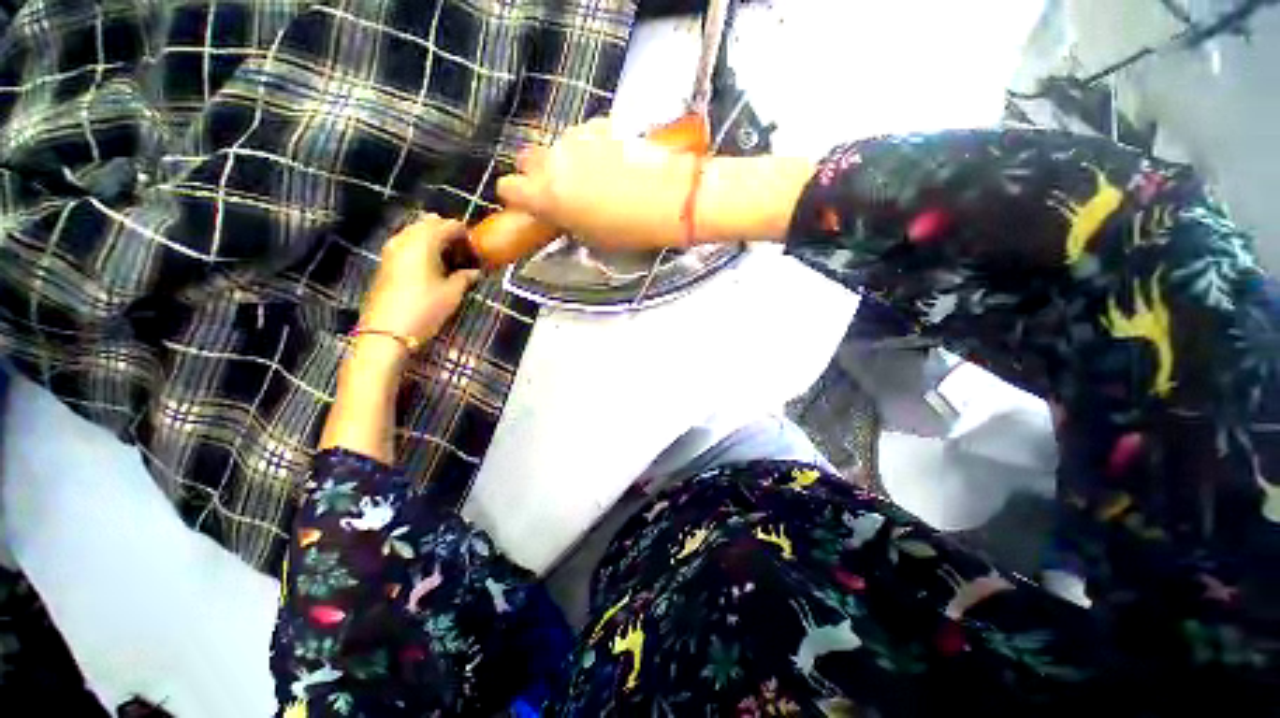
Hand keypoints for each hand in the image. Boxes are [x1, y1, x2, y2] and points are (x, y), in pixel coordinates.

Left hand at [360, 215, 480, 350]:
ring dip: (432, 238)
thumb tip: (475, 272)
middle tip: (463, 250)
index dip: (465, 234)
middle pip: (429, 223)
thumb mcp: (452, 293)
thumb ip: (465, 277)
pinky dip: (420, 246)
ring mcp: (391, 248)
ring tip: (449, 257)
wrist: (387, 331)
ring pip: (415, 231)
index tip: (476, 247)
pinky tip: (431, 263)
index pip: (449, 225)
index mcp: (424, 242)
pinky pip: (406, 242)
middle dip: (447, 232)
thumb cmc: (426, 308)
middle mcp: (405, 238)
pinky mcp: (385, 261)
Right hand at [496, 118, 695, 250]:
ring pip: (556, 145)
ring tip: (592, 177)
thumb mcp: (590, 236)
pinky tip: (611, 161)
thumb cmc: (629, 229)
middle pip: (527, 158)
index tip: (526, 204)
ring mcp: (577, 137)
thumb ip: (564, 219)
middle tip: (558, 190)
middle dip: (536, 173)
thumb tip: (558, 212)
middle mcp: (555, 160)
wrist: (669, 198)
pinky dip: (589, 147)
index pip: (508, 187)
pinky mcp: (602, 125)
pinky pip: (583, 135)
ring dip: (565, 160)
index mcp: (547, 193)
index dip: (516, 197)